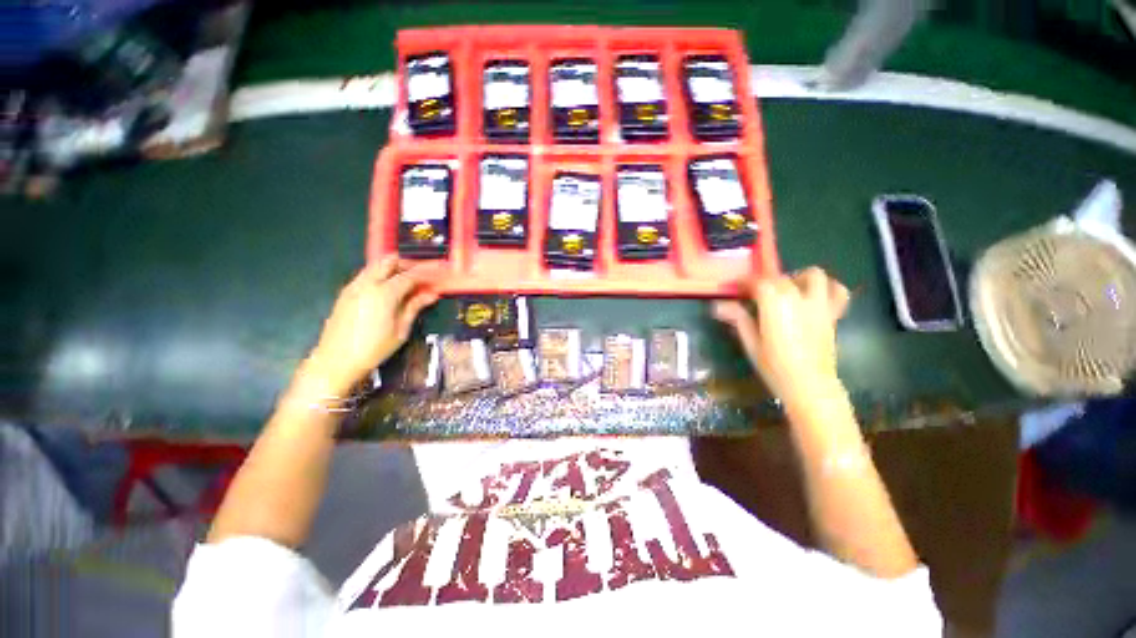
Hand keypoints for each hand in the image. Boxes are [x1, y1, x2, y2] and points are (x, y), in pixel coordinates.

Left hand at [304, 257, 439, 395]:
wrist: (335, 361)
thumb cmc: (373, 348)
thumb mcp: (401, 329)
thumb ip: (415, 307)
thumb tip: (432, 294)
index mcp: (384, 293)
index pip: (410, 275)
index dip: (427, 273)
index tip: (439, 273)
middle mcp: (367, 283)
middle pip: (390, 261)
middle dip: (409, 264)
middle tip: (424, 274)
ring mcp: (354, 286)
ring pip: (376, 265)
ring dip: (394, 267)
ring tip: (409, 281)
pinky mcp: (346, 292)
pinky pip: (367, 274)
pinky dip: (382, 274)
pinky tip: (391, 288)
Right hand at [713, 267, 849, 405]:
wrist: (810, 386)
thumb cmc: (774, 366)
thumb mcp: (750, 343)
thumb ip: (738, 319)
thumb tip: (718, 305)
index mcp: (774, 304)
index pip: (758, 282)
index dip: (744, 282)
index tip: (735, 287)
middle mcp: (798, 297)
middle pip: (780, 278)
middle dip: (765, 282)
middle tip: (754, 295)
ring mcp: (819, 304)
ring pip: (813, 275)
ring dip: (798, 278)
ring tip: (786, 291)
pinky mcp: (833, 314)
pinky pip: (837, 291)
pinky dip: (827, 287)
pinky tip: (815, 296)